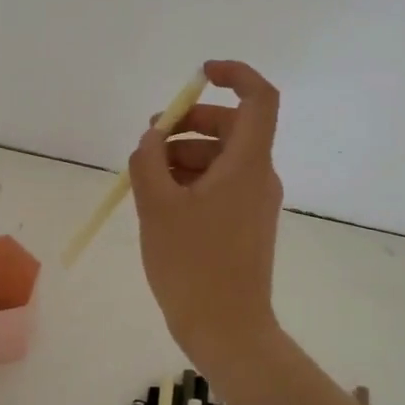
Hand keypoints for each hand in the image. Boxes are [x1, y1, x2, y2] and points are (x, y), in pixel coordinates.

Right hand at [127, 60, 283, 367]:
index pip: (259, 98)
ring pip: (222, 158)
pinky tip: (160, 201)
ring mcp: (254, 203)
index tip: (200, 75)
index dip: (235, 74)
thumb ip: (149, 161)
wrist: (228, 330)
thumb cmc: (193, 265)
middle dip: (190, 124)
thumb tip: (152, 139)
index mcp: (247, 164)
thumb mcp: (158, 207)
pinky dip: (192, 181)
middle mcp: (258, 177)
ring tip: (146, 177)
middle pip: (232, 127)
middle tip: (150, 139)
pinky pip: (220, 186)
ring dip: (185, 155)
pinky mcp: (245, 225)